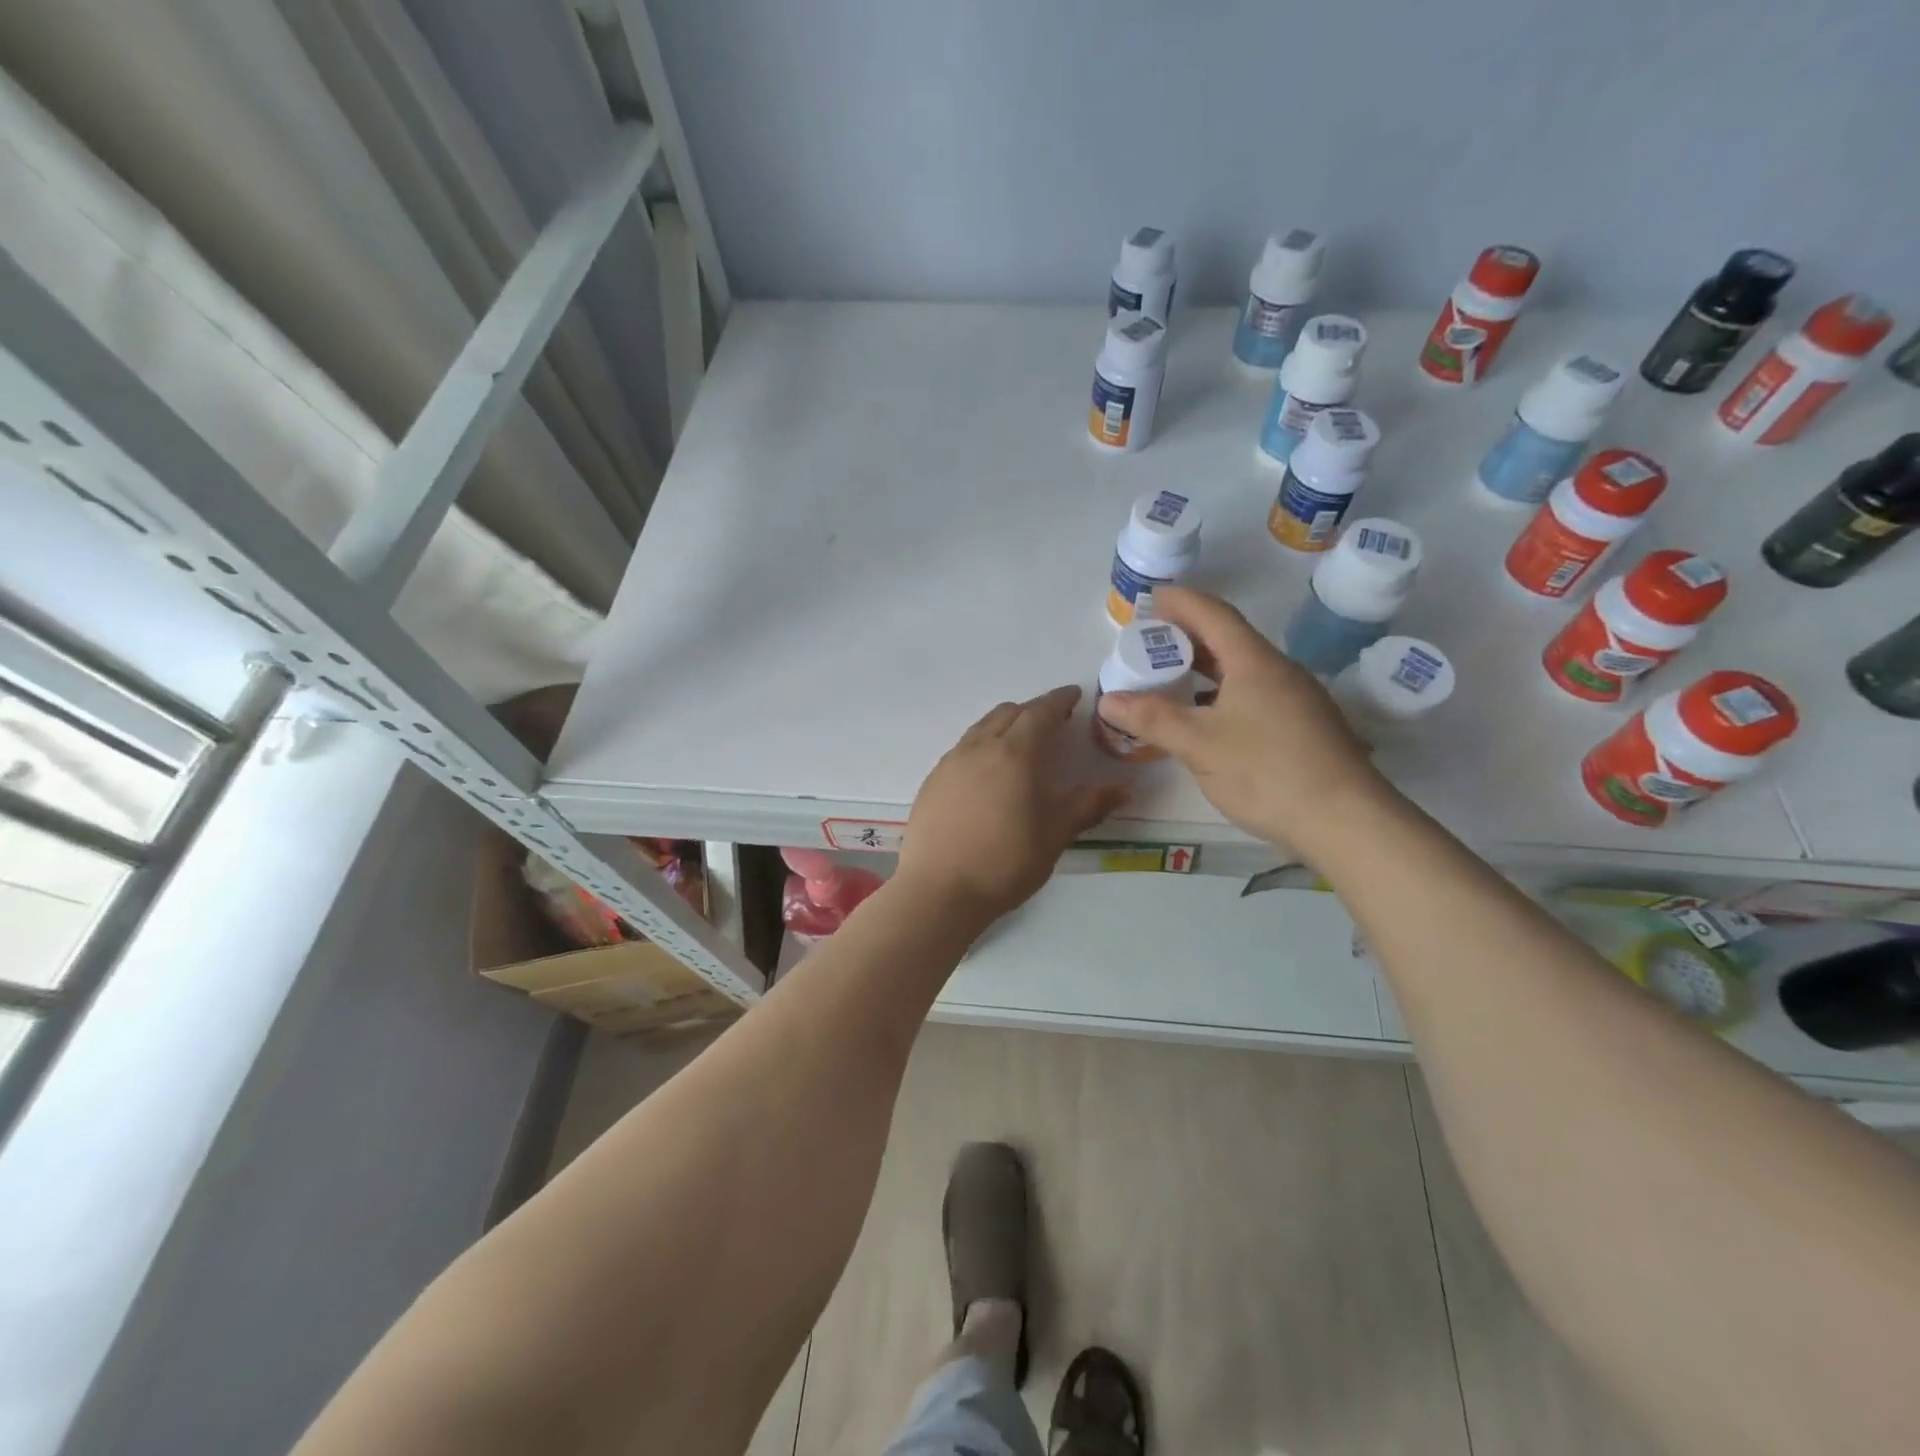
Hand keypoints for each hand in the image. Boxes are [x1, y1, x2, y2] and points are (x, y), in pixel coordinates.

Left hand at [896, 686, 1127, 924]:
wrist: (940, 891)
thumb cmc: (1006, 862)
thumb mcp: (1055, 835)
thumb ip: (1088, 806)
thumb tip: (1123, 789)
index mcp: (1014, 753)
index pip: (1040, 712)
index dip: (1059, 700)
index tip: (1074, 695)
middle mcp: (979, 747)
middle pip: (1009, 713)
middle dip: (1033, 711)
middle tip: (1053, 723)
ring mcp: (951, 762)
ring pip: (982, 727)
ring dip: (1005, 724)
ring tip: (1021, 743)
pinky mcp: (933, 780)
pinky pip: (963, 747)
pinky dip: (983, 744)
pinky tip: (989, 771)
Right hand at [1094, 587, 1389, 853]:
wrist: (1345, 821)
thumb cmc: (1267, 772)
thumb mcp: (1199, 745)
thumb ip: (1152, 719)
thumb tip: (1108, 699)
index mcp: (1255, 663)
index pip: (1213, 615)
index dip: (1180, 602)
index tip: (1151, 598)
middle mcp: (1279, 672)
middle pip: (1228, 640)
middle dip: (1187, 636)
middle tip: (1150, 641)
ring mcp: (1296, 700)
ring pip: (1241, 671)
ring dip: (1203, 668)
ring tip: (1169, 677)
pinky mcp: (1302, 728)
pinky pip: (1253, 695)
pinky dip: (1220, 695)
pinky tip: (1204, 719)